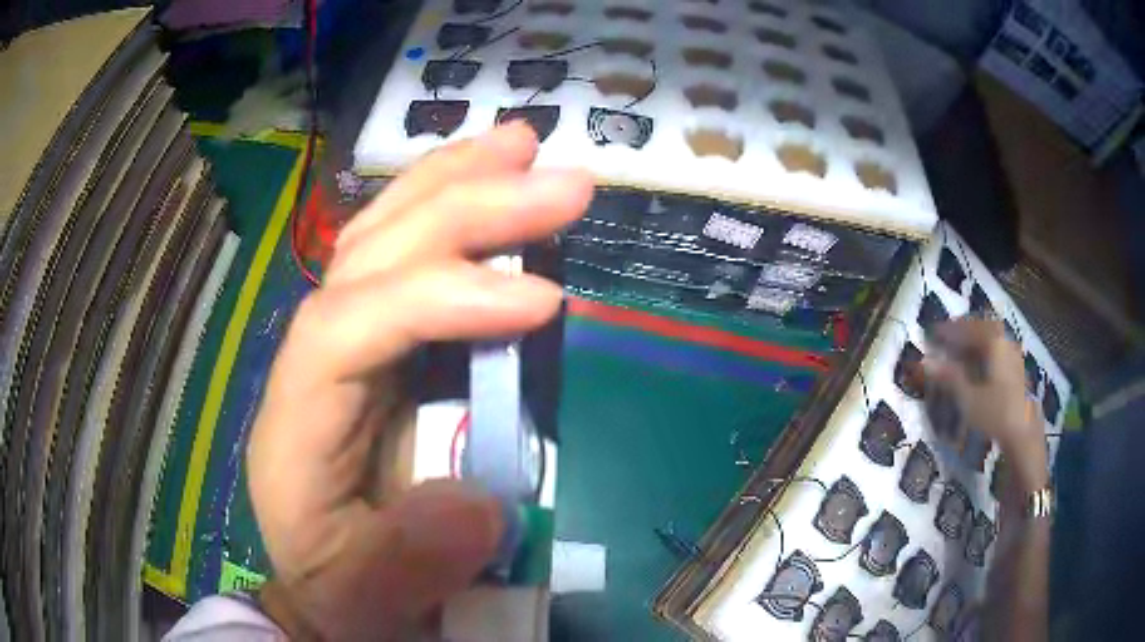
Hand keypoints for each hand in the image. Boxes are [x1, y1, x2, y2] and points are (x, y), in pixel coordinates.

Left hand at [246, 123, 593, 638]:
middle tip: (555, 173)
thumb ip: (406, 566)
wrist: (335, 589)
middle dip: (461, 205)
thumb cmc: (344, 594)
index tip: (541, 300)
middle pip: (369, 257)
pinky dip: (448, 211)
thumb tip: (478, 505)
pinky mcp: (384, 347)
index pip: (347, 329)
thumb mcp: (367, 602)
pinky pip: (408, 261)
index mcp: (295, 423)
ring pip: (382, 238)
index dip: (439, 299)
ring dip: (452, 182)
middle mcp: (315, 362)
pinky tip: (486, 180)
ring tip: (520, 143)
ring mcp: (348, 344)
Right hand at [925, 318, 1047, 492]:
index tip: (934, 333)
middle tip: (949, 337)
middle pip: (983, 328)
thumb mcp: (968, 398)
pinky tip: (980, 367)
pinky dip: (986, 353)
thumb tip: (925, 362)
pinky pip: (999, 352)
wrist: (1023, 435)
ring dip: (976, 342)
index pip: (968, 328)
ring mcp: (1014, 357)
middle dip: (965, 331)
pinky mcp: (1018, 373)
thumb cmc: (996, 414)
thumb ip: (949, 377)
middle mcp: (1006, 343)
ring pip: (992, 340)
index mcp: (994, 343)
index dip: (950, 329)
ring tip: (962, 352)